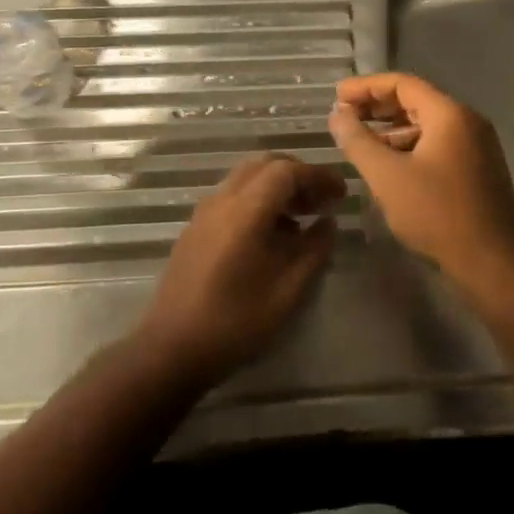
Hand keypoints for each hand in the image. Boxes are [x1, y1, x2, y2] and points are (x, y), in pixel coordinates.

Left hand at [137, 154, 344, 384]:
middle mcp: (222, 200)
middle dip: (298, 175)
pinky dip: (258, 200)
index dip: (318, 175)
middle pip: (264, 165)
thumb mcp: (287, 291)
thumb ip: (313, 250)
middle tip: (322, 199)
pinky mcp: (195, 229)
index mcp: (246, 210)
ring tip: (302, 217)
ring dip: (277, 186)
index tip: (341, 193)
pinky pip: (232, 197)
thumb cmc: (235, 322)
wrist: (171, 349)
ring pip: (246, 178)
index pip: (287, 171)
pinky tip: (272, 234)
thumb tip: (328, 223)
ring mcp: (204, 213)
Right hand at [328, 73, 513, 292]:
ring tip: (360, 141)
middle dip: (377, 106)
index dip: (366, 86)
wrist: (494, 263)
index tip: (337, 94)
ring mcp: (476, 146)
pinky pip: (437, 145)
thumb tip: (337, 115)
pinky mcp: (477, 169)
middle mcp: (467, 121)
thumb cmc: (438, 214)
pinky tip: (388, 166)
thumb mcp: (388, 177)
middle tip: (344, 114)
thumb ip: (358, 142)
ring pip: (426, 125)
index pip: (402, 83)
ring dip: (392, 129)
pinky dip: (409, 147)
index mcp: (449, 114)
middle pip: (416, 101)